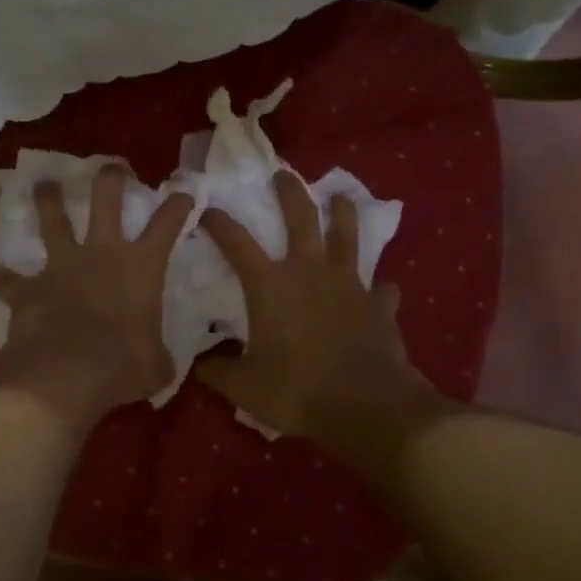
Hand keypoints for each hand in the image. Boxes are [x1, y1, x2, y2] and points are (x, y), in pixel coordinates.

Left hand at [0, 166, 193, 427]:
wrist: (67, 374)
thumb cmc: (123, 366)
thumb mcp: (156, 365)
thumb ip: (157, 356)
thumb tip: (160, 364)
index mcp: (141, 268)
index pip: (167, 225)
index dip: (177, 206)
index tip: (183, 193)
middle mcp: (101, 254)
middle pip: (106, 200)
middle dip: (111, 178)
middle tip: (112, 167)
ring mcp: (61, 266)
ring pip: (52, 220)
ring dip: (48, 200)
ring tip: (44, 185)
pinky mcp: (28, 288)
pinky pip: (6, 277)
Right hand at [197, 171, 458, 479]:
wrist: (365, 405)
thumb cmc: (297, 390)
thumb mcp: (245, 388)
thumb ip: (218, 372)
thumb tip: (199, 365)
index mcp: (271, 285)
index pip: (237, 243)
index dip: (220, 223)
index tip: (208, 210)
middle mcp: (309, 272)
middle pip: (301, 218)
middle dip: (290, 192)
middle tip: (283, 175)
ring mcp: (349, 284)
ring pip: (347, 236)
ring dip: (342, 214)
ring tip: (340, 197)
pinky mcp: (379, 304)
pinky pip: (381, 289)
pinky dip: (379, 288)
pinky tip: (381, 290)